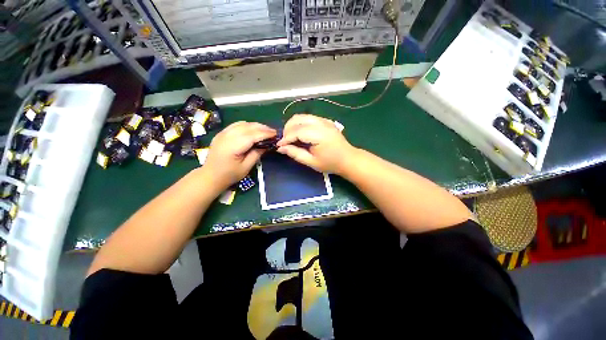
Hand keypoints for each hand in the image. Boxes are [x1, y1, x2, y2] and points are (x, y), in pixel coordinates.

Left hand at [204, 121, 276, 188]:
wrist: (210, 176)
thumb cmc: (229, 175)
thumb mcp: (246, 167)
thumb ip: (256, 154)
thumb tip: (266, 145)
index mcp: (233, 146)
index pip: (252, 135)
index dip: (265, 133)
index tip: (275, 134)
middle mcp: (227, 136)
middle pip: (247, 127)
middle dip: (262, 128)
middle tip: (273, 132)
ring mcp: (223, 133)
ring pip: (242, 124)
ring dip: (255, 125)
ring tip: (265, 130)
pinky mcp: (221, 133)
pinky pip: (236, 125)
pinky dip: (247, 125)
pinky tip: (253, 129)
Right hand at [277, 114, 355, 173]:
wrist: (348, 159)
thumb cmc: (330, 163)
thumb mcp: (311, 162)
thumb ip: (295, 153)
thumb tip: (281, 148)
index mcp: (319, 135)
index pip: (296, 131)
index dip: (286, 138)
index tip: (278, 146)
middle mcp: (321, 123)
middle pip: (297, 119)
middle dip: (287, 129)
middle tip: (285, 142)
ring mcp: (324, 120)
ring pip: (302, 116)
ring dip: (293, 125)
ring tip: (291, 137)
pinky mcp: (326, 121)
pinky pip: (309, 118)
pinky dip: (301, 123)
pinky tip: (301, 133)